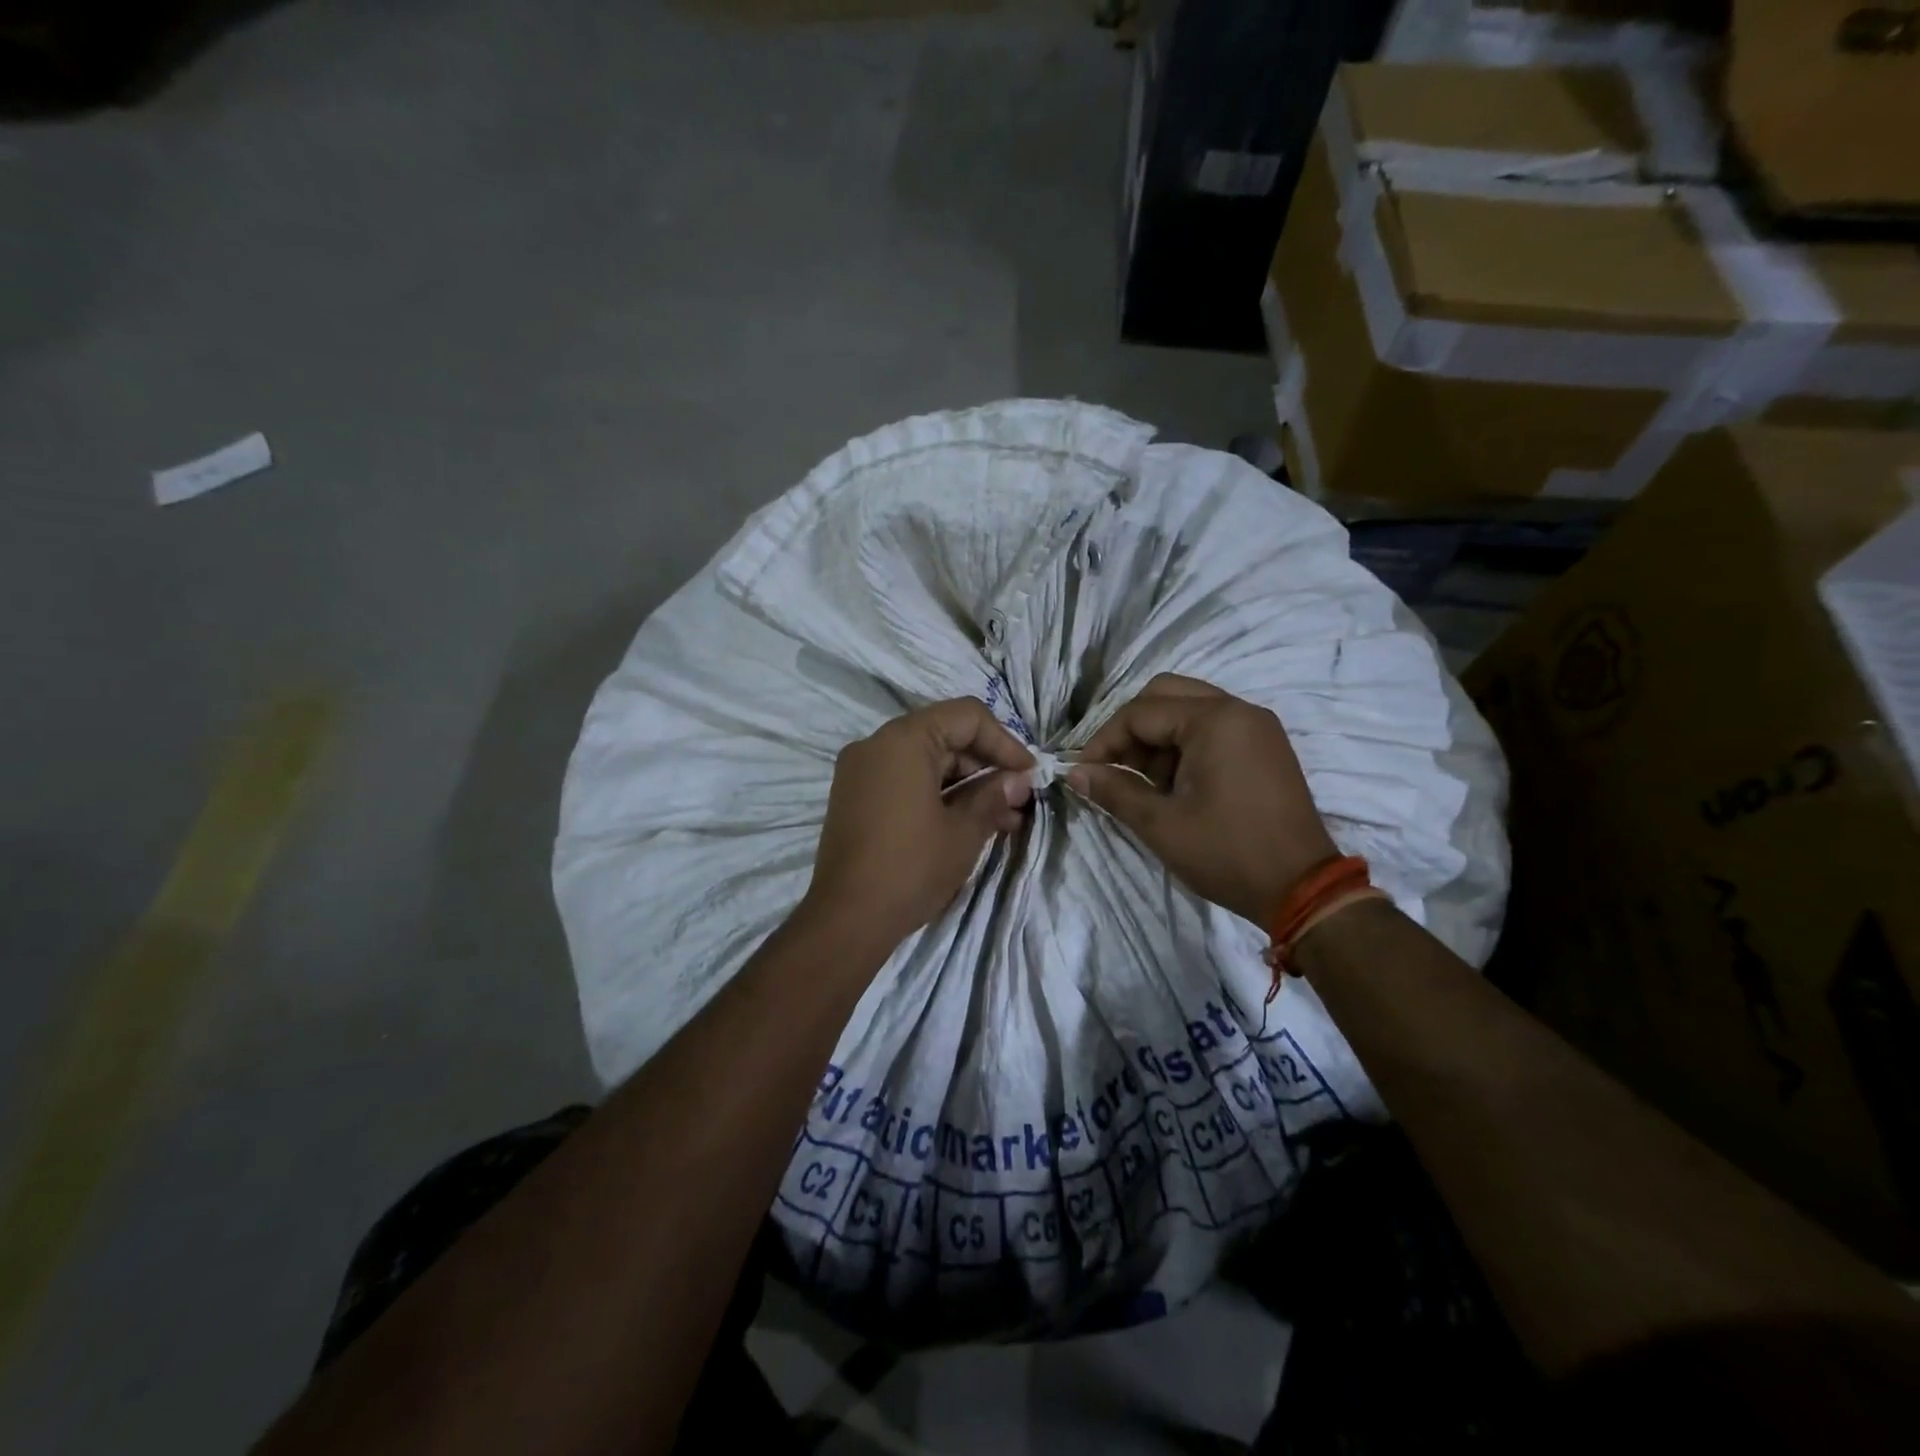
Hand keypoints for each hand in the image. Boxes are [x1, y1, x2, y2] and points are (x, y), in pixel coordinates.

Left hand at [802, 698, 1035, 951]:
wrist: (846, 920)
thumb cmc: (911, 868)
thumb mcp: (963, 831)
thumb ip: (994, 796)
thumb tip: (1019, 780)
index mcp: (903, 740)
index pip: (966, 717)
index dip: (1004, 742)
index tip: (1029, 774)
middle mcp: (876, 744)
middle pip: (944, 736)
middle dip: (986, 765)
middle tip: (1018, 799)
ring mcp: (860, 771)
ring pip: (925, 760)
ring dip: (965, 783)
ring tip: (1002, 818)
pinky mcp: (854, 797)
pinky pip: (904, 780)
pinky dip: (936, 793)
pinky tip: (967, 822)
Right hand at [1066, 674, 1336, 924]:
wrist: (1302, 889)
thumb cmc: (1227, 853)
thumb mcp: (1161, 824)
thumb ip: (1114, 790)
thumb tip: (1075, 774)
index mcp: (1214, 720)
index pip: (1140, 713)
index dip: (1104, 742)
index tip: (1084, 774)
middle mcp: (1238, 710)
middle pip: (1165, 695)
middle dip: (1131, 729)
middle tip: (1115, 769)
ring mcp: (1257, 726)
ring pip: (1189, 709)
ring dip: (1158, 737)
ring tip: (1145, 783)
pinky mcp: (1265, 746)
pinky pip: (1213, 727)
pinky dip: (1185, 745)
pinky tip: (1175, 784)